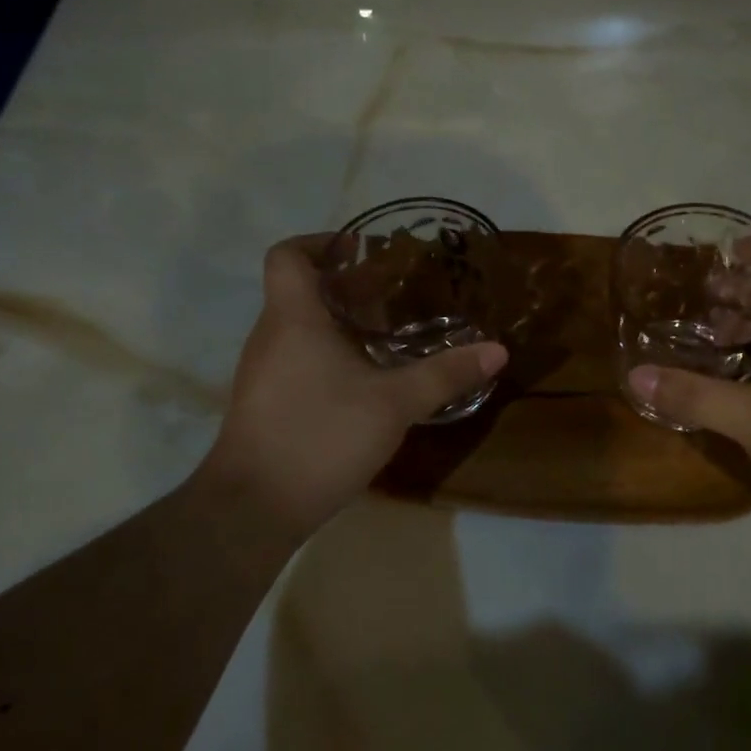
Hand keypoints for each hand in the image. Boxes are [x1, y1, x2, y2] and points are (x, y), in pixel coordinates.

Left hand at [193, 238, 507, 539]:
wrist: (253, 508)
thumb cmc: (320, 436)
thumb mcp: (394, 404)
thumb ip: (445, 374)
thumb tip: (497, 350)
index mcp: (293, 318)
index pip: (288, 255)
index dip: (320, 242)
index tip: (361, 251)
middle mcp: (270, 336)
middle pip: (300, 291)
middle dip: (346, 288)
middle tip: (393, 297)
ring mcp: (263, 372)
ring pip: (299, 329)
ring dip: (339, 324)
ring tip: (387, 338)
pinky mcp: (265, 403)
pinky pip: (297, 360)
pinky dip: (328, 356)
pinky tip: (365, 383)